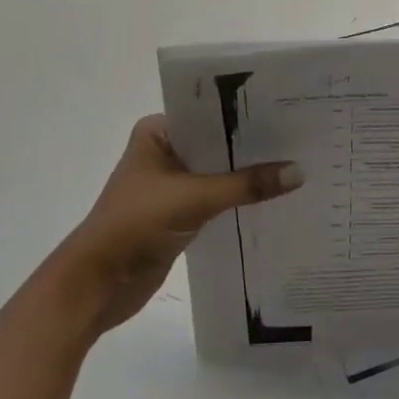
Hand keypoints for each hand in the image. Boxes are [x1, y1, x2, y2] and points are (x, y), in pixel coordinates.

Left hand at [63, 115, 302, 336]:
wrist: (95, 286)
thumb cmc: (135, 225)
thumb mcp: (195, 198)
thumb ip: (246, 184)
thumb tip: (299, 172)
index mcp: (158, 132)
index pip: (211, 114)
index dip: (248, 115)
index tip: (290, 112)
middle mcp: (166, 151)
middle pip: (219, 144)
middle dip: (255, 146)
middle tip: (303, 138)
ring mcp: (172, 184)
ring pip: (221, 172)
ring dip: (250, 174)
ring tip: (298, 165)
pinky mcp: (180, 214)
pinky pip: (219, 198)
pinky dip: (241, 199)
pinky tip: (275, 197)